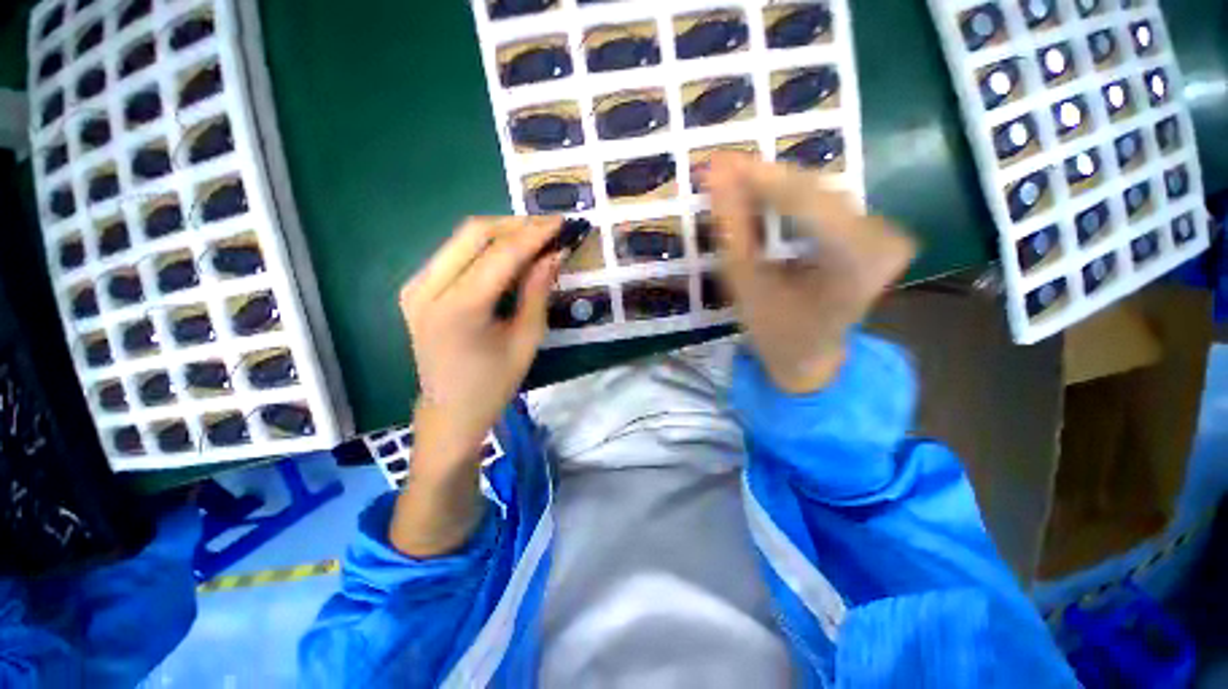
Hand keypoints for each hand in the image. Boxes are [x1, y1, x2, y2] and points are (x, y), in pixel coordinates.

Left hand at [400, 216, 563, 472]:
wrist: (450, 409)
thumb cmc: (494, 383)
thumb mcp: (527, 339)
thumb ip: (538, 291)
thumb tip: (555, 254)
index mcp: (459, 309)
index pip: (501, 254)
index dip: (535, 234)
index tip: (562, 223)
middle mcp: (428, 288)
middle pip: (474, 232)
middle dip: (517, 225)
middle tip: (550, 229)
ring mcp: (415, 285)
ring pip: (462, 237)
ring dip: (502, 232)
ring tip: (535, 238)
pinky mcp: (416, 287)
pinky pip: (454, 252)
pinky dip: (485, 246)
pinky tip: (509, 254)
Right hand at [704, 154, 916, 394]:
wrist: (811, 356)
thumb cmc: (775, 331)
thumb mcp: (745, 285)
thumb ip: (732, 229)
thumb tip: (716, 175)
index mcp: (854, 266)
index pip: (804, 202)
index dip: (758, 178)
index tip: (717, 163)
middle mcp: (883, 242)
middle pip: (815, 192)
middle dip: (763, 181)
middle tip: (720, 171)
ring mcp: (885, 233)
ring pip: (821, 192)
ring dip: (775, 187)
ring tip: (734, 184)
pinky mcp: (876, 230)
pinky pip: (827, 201)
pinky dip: (790, 198)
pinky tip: (762, 199)